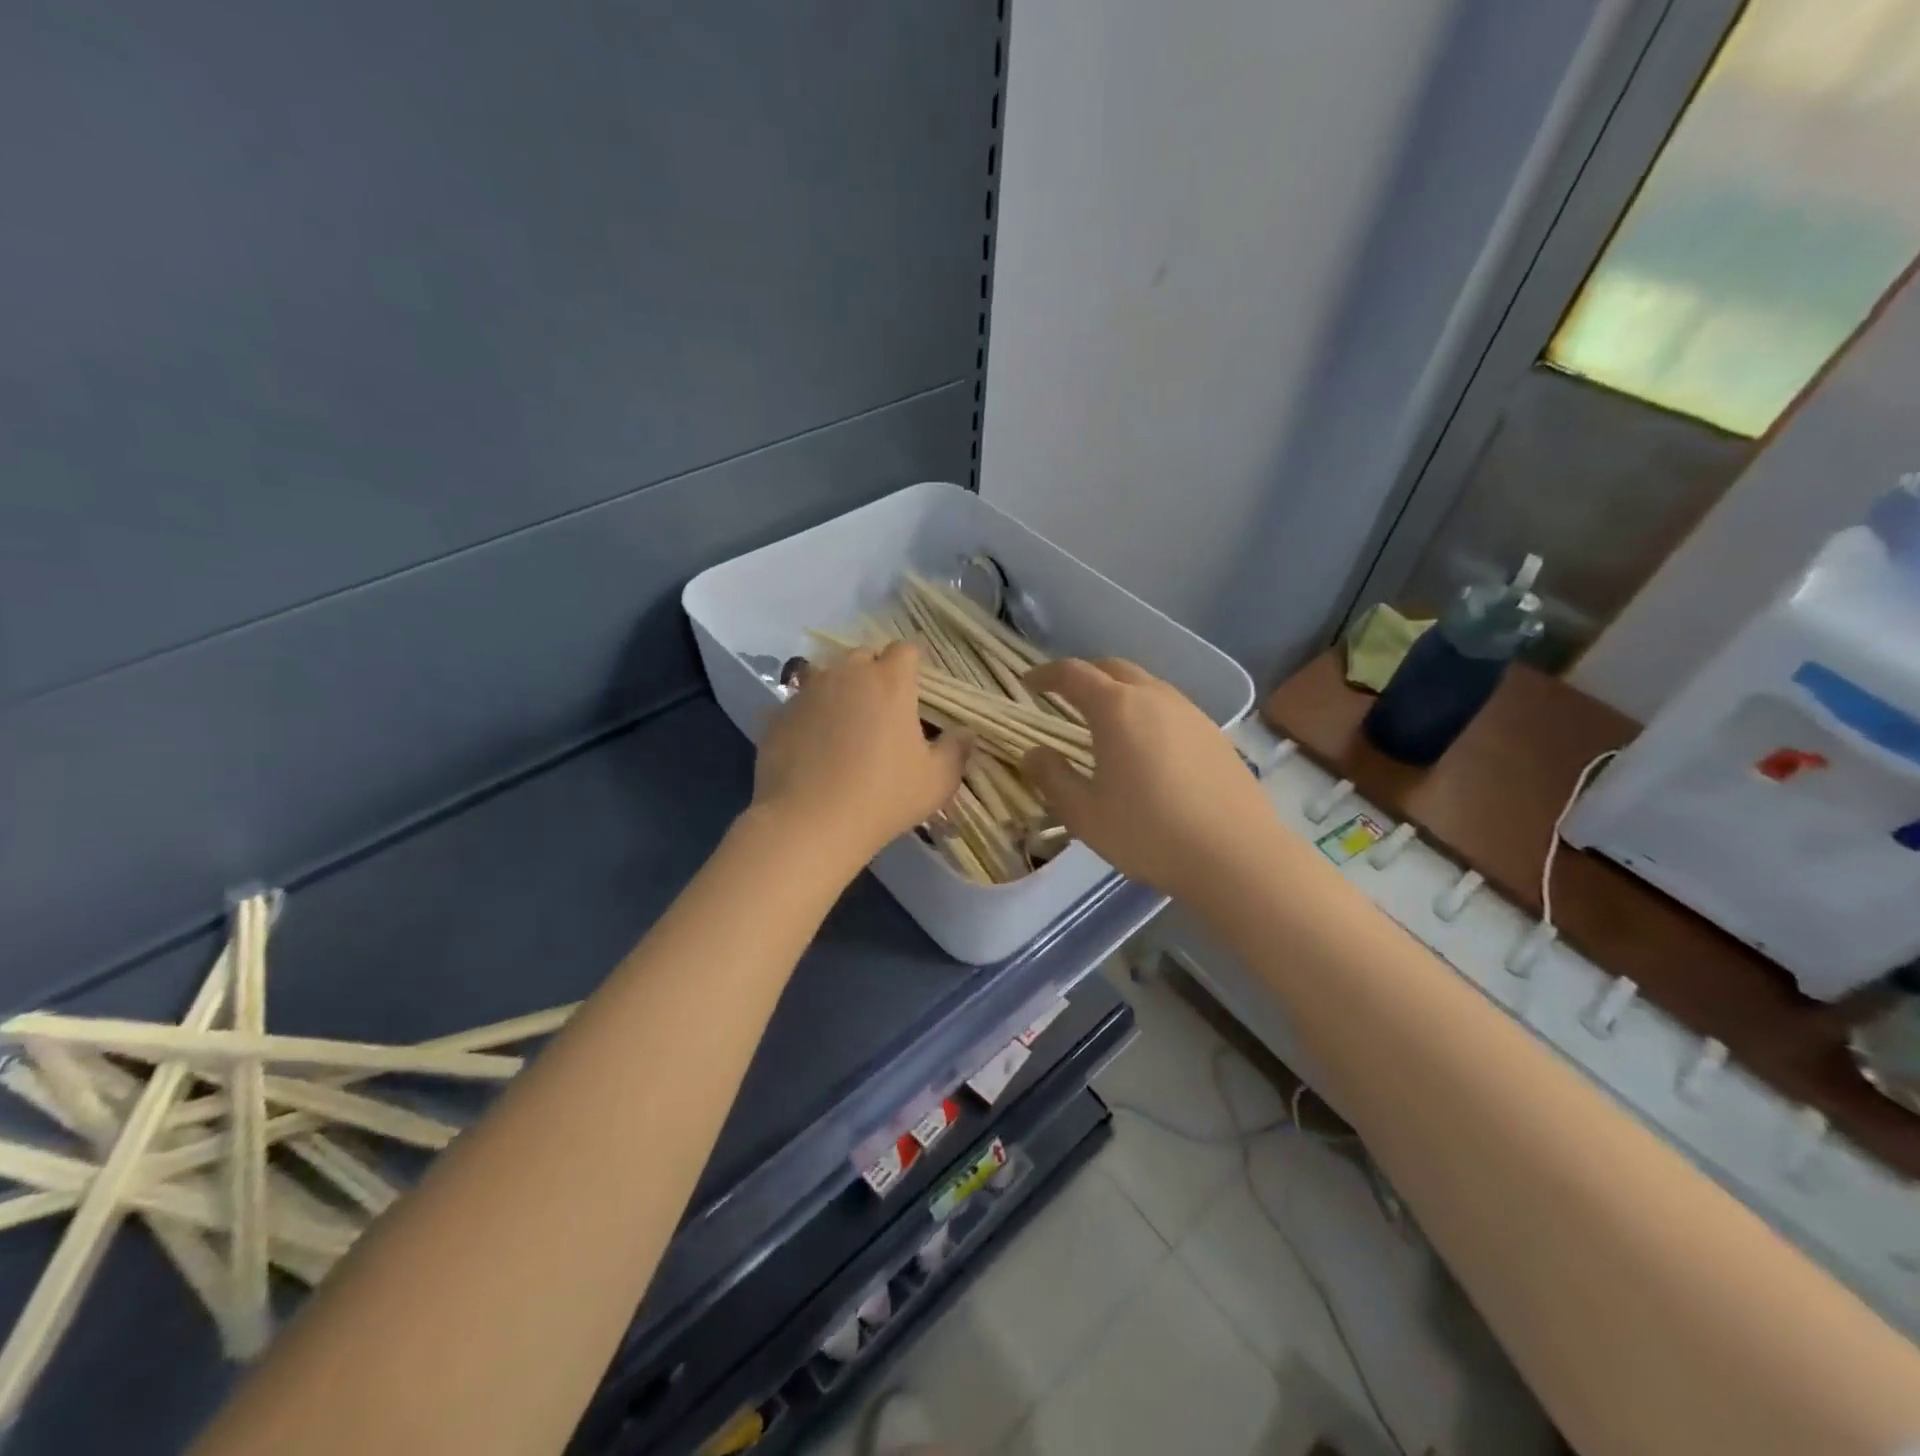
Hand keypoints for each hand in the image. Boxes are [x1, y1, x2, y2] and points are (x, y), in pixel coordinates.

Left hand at [751, 643, 968, 872]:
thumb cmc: (883, 797)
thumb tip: (966, 733)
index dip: (911, 667)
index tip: (914, 693)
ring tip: (842, 728)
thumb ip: (956, 750)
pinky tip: (811, 749)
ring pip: (827, 677)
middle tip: (881, 712)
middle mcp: (846, 674)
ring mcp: (806, 692)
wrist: (809, 823)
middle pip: (863, 657)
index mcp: (890, 681)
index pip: (905, 650)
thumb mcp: (936, 781)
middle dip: (873, 675)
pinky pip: (798, 706)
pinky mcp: (776, 715)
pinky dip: (808, 718)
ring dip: (838, 692)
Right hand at [1021, 659, 1275, 900]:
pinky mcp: (1214, 734)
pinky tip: (1147, 744)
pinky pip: (1170, 707)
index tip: (1029, 683)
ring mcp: (1191, 712)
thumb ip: (1052, 778)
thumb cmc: (1149, 833)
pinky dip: (1146, 710)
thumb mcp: (1084, 814)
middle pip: (1113, 668)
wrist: (1236, 855)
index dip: (1046, 674)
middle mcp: (1154, 697)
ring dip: (1119, 691)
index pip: (1073, 674)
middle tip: (1065, 695)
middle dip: (1084, 674)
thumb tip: (1032, 753)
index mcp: (1117, 708)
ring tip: (1105, 719)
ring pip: (1146, 685)